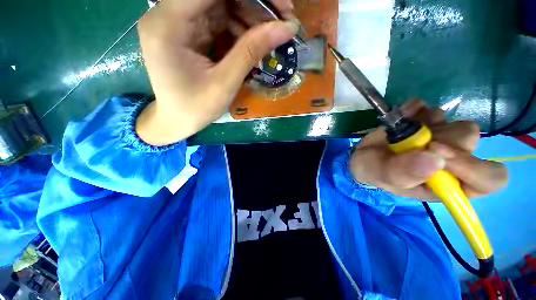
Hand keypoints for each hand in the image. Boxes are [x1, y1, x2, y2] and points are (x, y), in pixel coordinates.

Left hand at [136, 0, 298, 144]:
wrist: (176, 120)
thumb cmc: (195, 108)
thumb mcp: (225, 83)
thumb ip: (251, 51)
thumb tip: (286, 28)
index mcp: (169, 23)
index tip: (281, 7)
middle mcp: (170, 14)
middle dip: (254, 4)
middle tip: (283, 20)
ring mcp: (180, 22)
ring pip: (221, 5)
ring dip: (250, 17)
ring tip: (271, 36)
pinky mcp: (190, 32)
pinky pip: (219, 21)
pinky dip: (240, 30)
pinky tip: (254, 43)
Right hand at [349, 99, 507, 199]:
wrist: (362, 156)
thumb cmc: (374, 171)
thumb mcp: (383, 177)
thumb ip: (404, 173)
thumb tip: (435, 159)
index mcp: (449, 183)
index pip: (489, 178)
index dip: (472, 165)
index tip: (437, 153)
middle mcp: (452, 159)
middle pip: (470, 139)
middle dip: (441, 137)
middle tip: (415, 140)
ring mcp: (441, 137)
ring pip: (454, 121)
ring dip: (427, 124)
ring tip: (403, 133)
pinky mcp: (426, 121)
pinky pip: (429, 107)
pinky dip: (414, 110)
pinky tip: (400, 119)